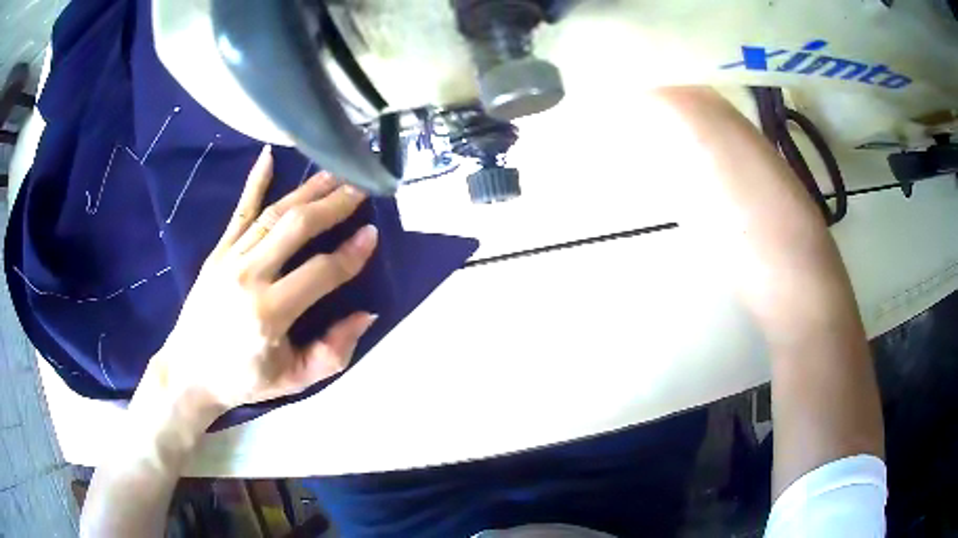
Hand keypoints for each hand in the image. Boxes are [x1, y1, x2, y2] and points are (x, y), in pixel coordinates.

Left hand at [144, 145, 378, 420]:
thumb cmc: (245, 379)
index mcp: (270, 314)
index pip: (320, 273)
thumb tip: (367, 314)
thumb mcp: (295, 379)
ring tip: (334, 174)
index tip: (373, 234)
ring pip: (274, 215)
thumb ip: (334, 351)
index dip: (351, 254)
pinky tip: (269, 156)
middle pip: (297, 229)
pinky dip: (255, 183)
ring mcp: (230, 259)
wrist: (190, 372)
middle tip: (360, 188)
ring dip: (307, 191)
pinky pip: (239, 212)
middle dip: (333, 205)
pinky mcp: (217, 252)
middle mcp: (249, 277)